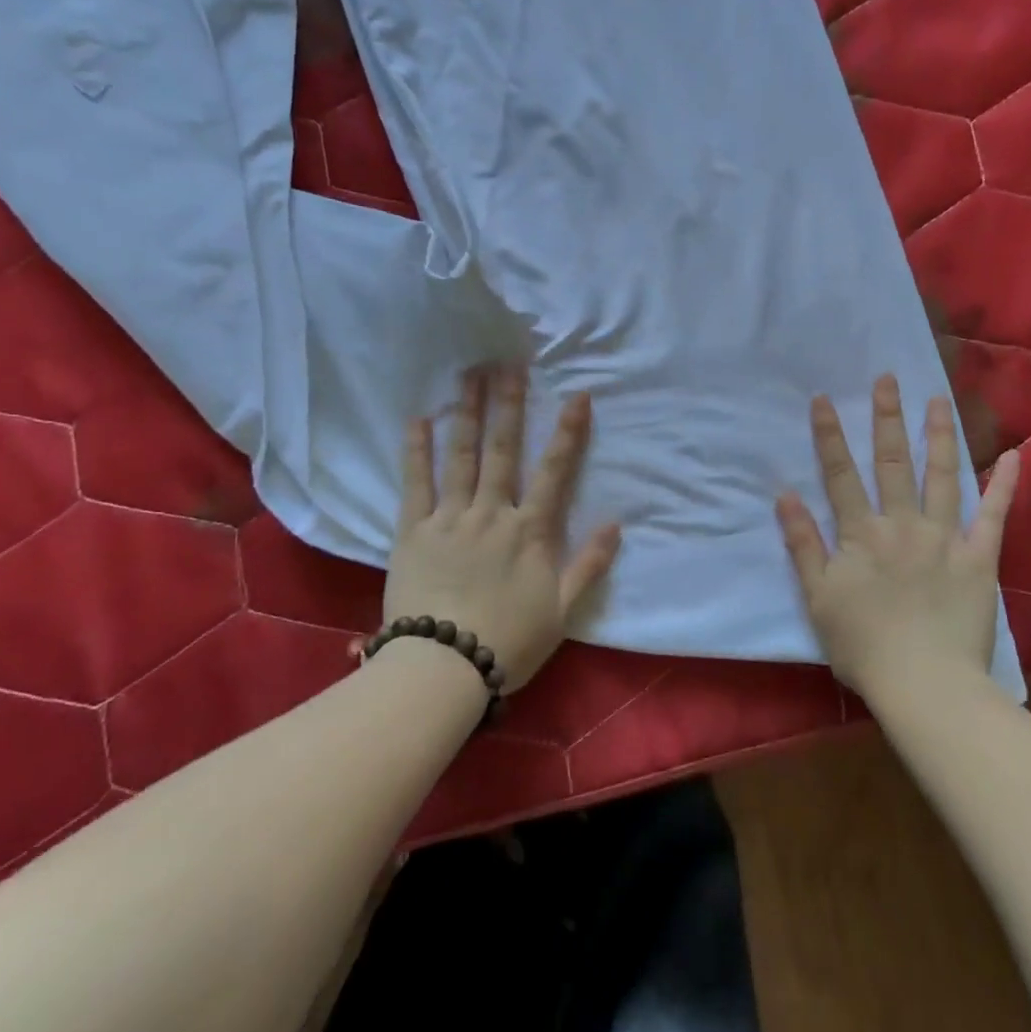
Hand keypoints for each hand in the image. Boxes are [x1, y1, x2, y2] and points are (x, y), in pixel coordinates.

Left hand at [383, 365, 621, 690]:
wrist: (444, 668)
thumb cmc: (509, 642)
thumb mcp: (562, 611)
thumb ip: (589, 565)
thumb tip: (617, 524)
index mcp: (530, 531)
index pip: (555, 471)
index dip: (568, 432)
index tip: (576, 395)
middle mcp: (492, 513)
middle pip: (503, 451)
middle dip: (509, 404)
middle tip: (509, 364)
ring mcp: (450, 518)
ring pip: (461, 456)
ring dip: (467, 413)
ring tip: (469, 376)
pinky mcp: (413, 531)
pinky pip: (415, 483)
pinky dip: (417, 450)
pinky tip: (419, 420)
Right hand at [775, 374, 1017, 693]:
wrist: (924, 684)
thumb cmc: (863, 645)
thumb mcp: (817, 597)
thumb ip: (802, 543)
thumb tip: (786, 495)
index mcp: (861, 533)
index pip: (840, 474)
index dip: (829, 435)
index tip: (824, 399)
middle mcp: (902, 524)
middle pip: (891, 463)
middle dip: (887, 418)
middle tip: (888, 379)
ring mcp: (945, 538)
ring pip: (941, 476)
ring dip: (938, 436)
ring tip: (938, 400)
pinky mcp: (980, 559)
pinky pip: (994, 516)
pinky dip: (1004, 485)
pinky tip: (1014, 455)